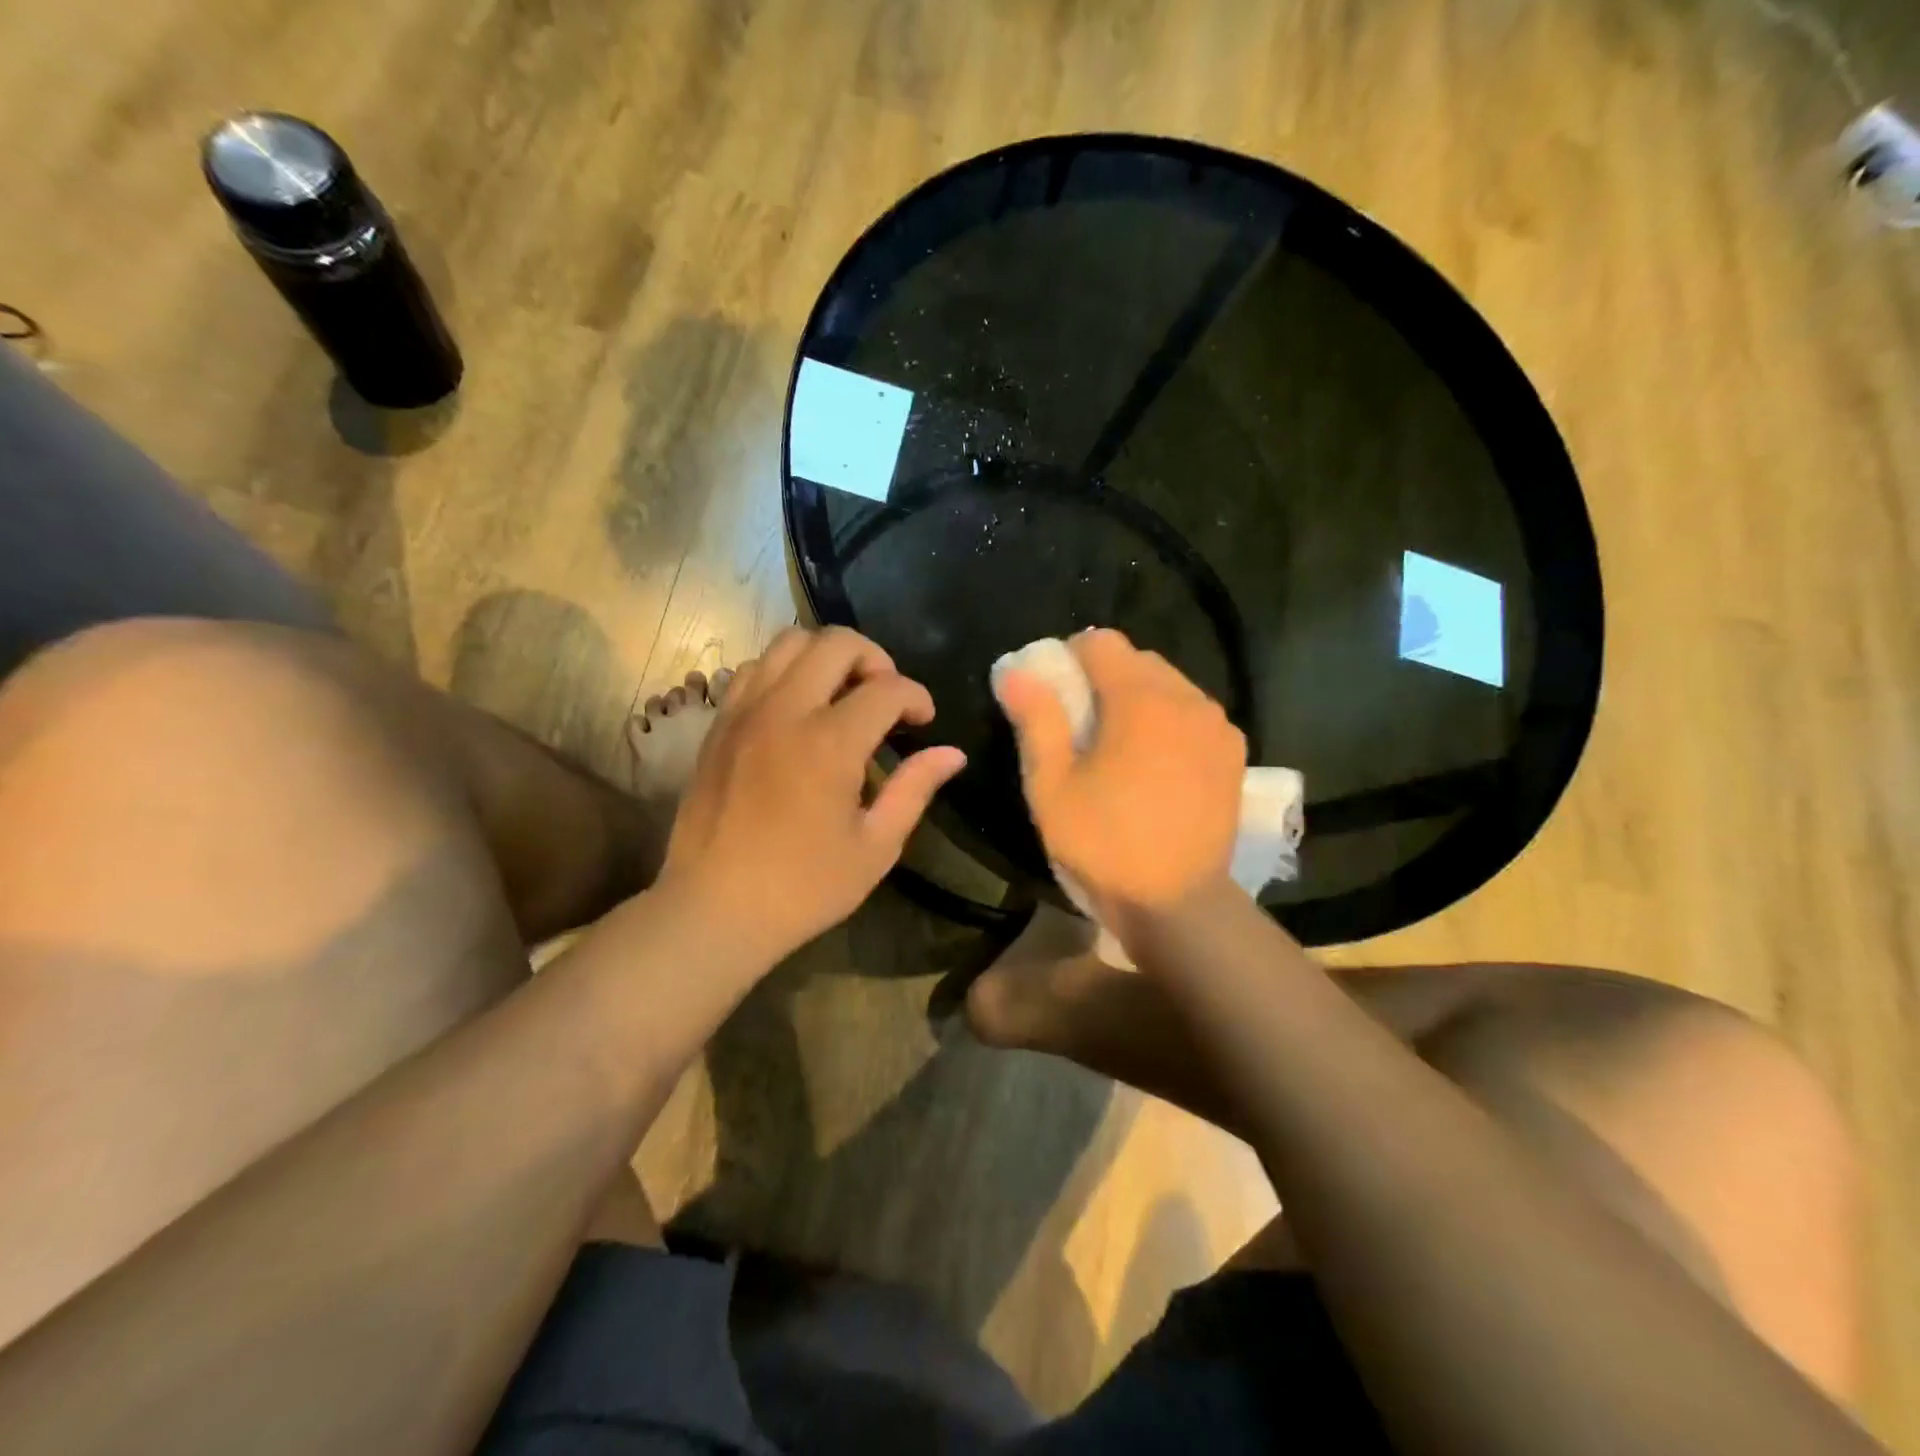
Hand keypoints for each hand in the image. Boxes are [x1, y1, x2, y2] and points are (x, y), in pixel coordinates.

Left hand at [659, 626, 965, 963]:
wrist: (714, 909)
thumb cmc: (803, 887)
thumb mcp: (875, 847)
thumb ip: (914, 789)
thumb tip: (952, 754)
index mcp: (830, 743)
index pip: (887, 689)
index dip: (916, 697)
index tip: (924, 722)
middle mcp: (785, 711)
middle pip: (835, 643)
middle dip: (875, 659)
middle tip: (886, 697)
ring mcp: (745, 712)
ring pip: (788, 643)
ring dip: (826, 656)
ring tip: (842, 693)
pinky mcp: (719, 724)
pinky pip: (753, 669)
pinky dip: (783, 672)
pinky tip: (797, 708)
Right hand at [997, 629, 1244, 918]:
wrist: (1177, 902)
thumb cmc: (1104, 843)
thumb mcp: (1051, 786)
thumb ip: (1036, 720)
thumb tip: (1017, 672)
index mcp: (1140, 700)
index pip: (1101, 643)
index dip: (1070, 659)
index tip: (1056, 696)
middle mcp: (1187, 698)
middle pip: (1138, 660)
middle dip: (1105, 679)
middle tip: (1082, 725)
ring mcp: (1217, 725)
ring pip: (1169, 685)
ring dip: (1140, 699)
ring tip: (1121, 747)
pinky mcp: (1234, 752)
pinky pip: (1194, 713)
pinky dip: (1170, 721)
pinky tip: (1157, 764)